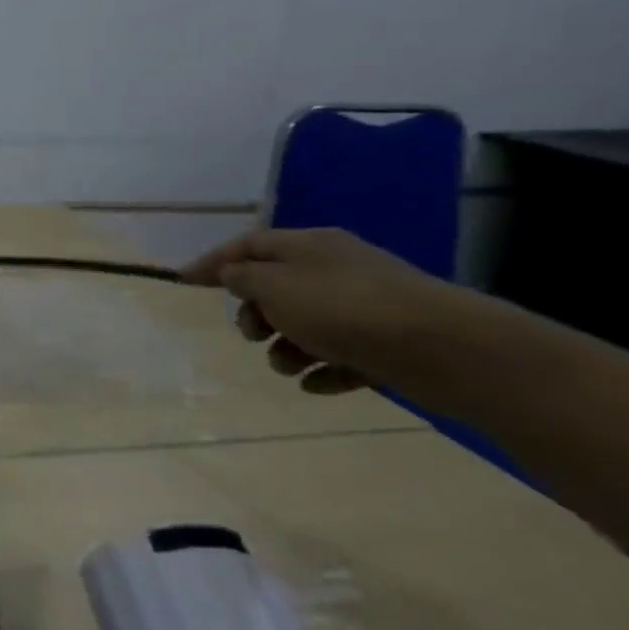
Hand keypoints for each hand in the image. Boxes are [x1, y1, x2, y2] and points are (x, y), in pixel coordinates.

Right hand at [181, 227, 459, 394]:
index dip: (213, 262)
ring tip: (288, 366)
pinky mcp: (387, 343)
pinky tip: (315, 384)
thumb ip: (243, 278)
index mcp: (309, 246)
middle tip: (251, 335)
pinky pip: (340, 355)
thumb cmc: (344, 309)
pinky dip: (322, 369)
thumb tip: (233, 275)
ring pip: (306, 325)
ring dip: (286, 347)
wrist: (445, 348)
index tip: (183, 282)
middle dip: (255, 313)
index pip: (248, 245)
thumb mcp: (275, 286)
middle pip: (276, 287)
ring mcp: (365, 306)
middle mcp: (336, 270)